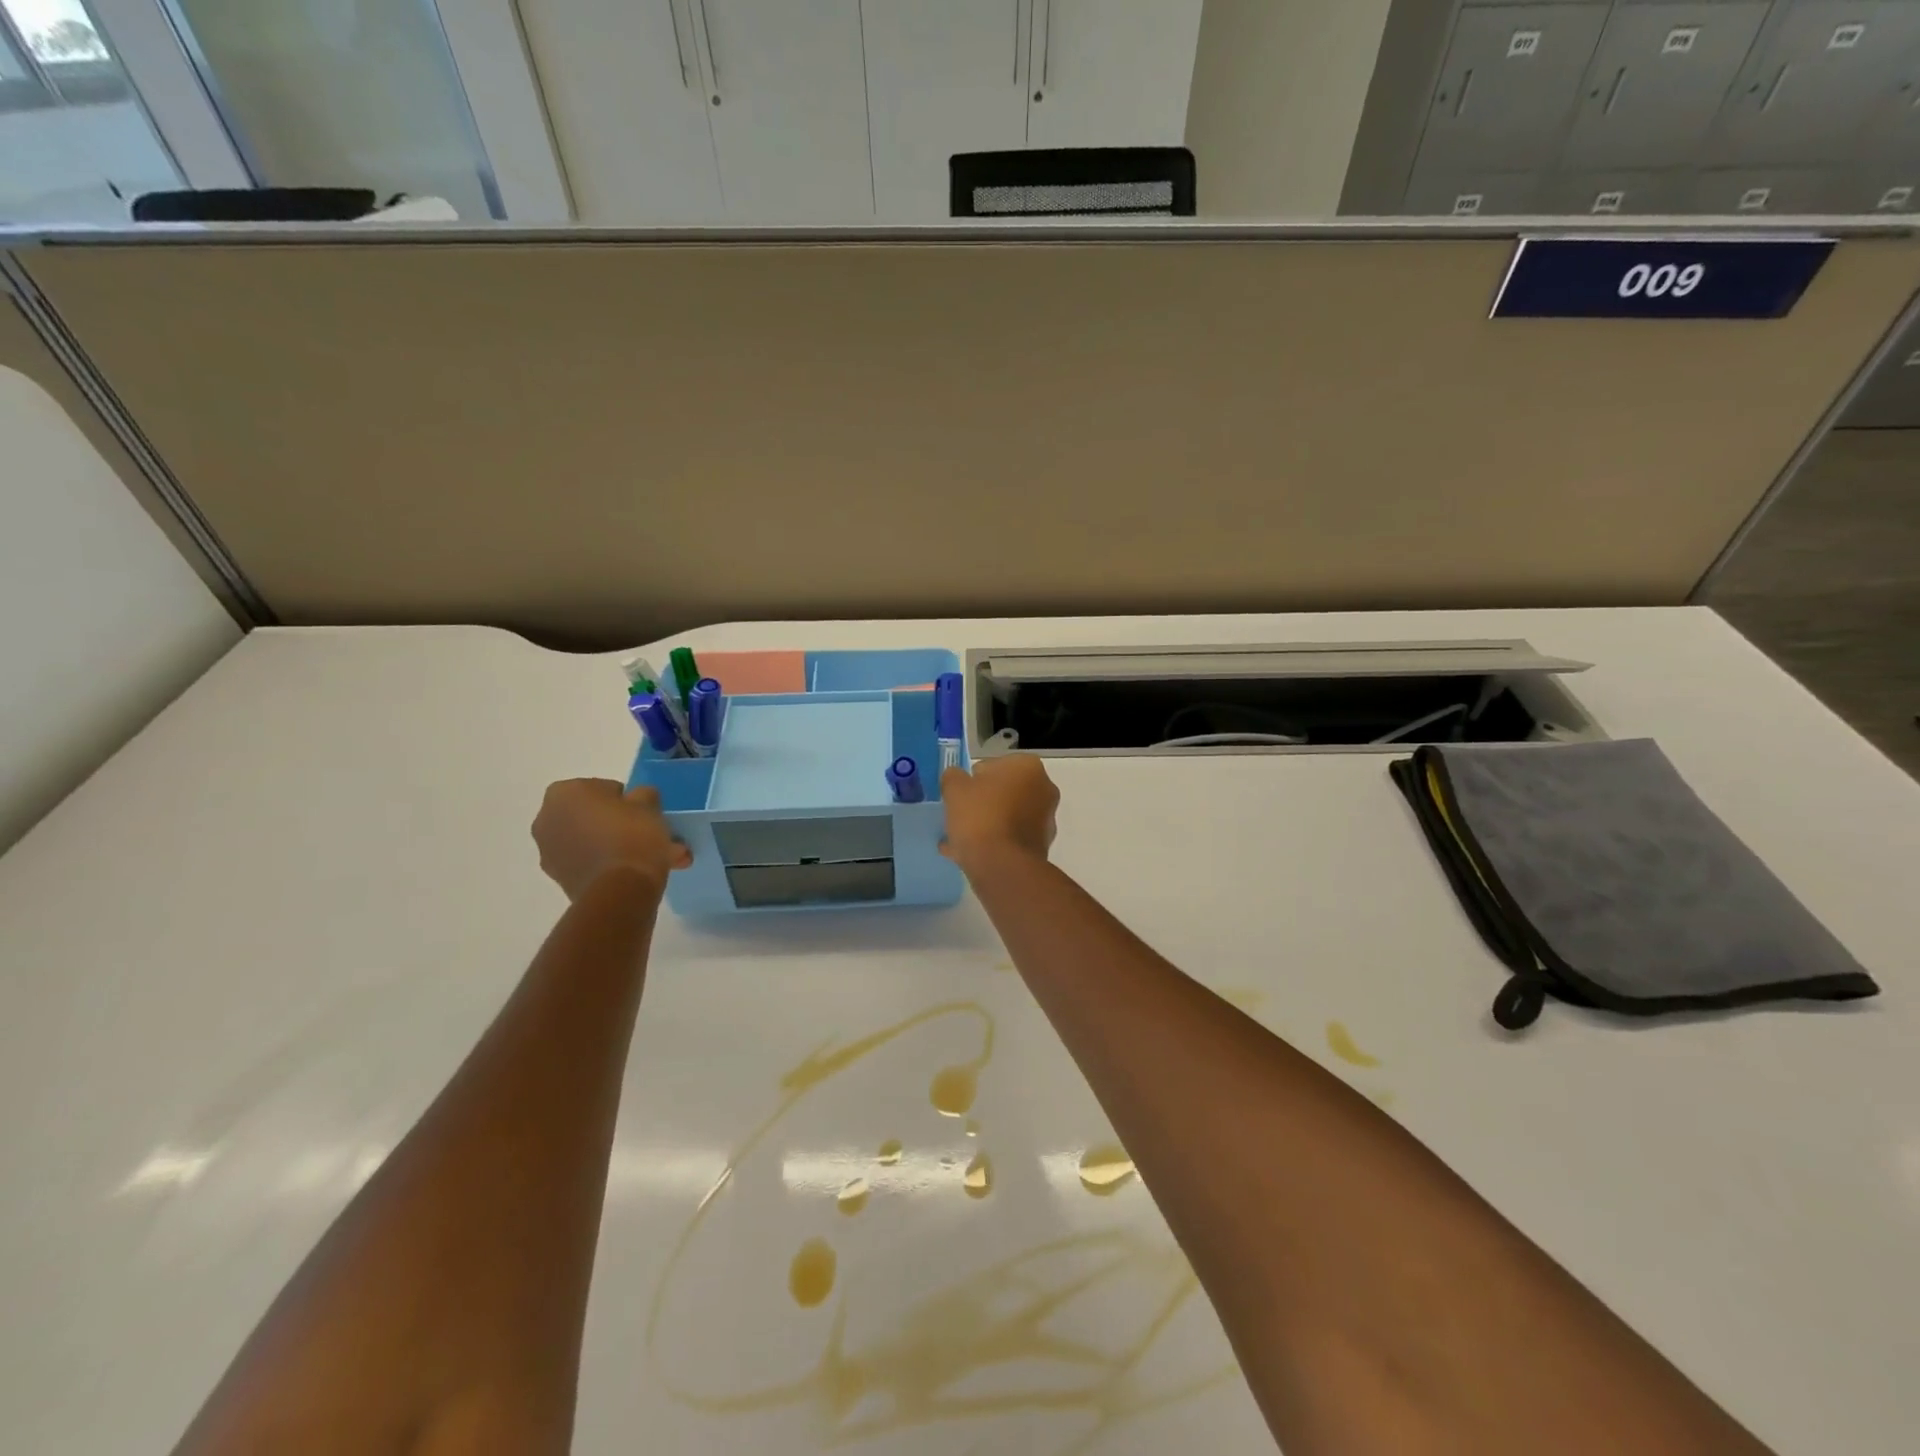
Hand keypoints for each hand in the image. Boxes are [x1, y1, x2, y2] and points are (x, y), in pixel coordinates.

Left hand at [532, 779, 691, 901]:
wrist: (620, 890)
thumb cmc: (633, 834)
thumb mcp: (649, 803)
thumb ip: (642, 795)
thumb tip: (638, 800)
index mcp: (563, 793)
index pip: (603, 788)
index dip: (628, 799)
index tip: (645, 812)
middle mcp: (547, 820)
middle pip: (595, 817)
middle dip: (624, 825)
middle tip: (653, 834)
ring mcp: (550, 853)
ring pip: (595, 843)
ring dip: (622, 847)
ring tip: (660, 858)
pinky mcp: (561, 880)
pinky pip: (591, 864)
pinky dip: (612, 865)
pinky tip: (643, 872)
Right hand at [940, 755, 1058, 868]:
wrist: (1002, 865)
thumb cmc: (980, 816)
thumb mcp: (954, 788)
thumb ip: (954, 777)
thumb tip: (957, 778)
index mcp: (1027, 767)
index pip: (994, 765)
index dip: (973, 779)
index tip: (960, 795)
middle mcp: (1044, 789)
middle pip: (1003, 792)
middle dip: (982, 803)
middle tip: (959, 815)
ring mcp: (1046, 819)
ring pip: (1007, 817)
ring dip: (987, 824)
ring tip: (958, 840)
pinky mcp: (1041, 846)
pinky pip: (1011, 838)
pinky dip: (993, 843)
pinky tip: (967, 855)